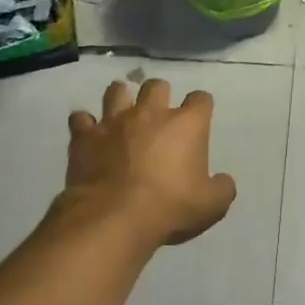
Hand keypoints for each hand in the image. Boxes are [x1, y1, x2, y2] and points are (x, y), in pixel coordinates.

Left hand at [66, 78, 236, 247]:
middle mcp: (150, 113)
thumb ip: (222, 188)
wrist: (114, 218)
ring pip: (116, 90)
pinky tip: (88, 135)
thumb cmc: (170, 208)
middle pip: (157, 86)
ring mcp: (114, 121)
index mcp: (186, 125)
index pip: (201, 99)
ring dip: (121, 98)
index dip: (201, 106)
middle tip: (158, 114)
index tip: (200, 118)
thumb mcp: (211, 205)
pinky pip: (81, 119)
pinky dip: (85, 125)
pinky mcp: (84, 137)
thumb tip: (224, 181)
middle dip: (159, 95)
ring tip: (122, 113)